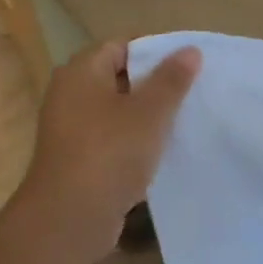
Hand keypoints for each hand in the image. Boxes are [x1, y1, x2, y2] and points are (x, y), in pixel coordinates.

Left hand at [12, 40, 200, 263]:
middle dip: (156, 83)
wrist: (69, 218)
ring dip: (147, 115)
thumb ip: (171, 80)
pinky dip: (135, 139)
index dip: (156, 51)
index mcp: (81, 72)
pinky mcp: (78, 157)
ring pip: (118, 110)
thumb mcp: (150, 112)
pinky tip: (162, 150)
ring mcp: (71, 128)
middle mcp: (70, 94)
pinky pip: (113, 137)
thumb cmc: (110, 153)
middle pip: (120, 77)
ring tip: (184, 119)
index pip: (122, 45)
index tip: (189, 65)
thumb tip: (190, 50)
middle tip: (193, 91)